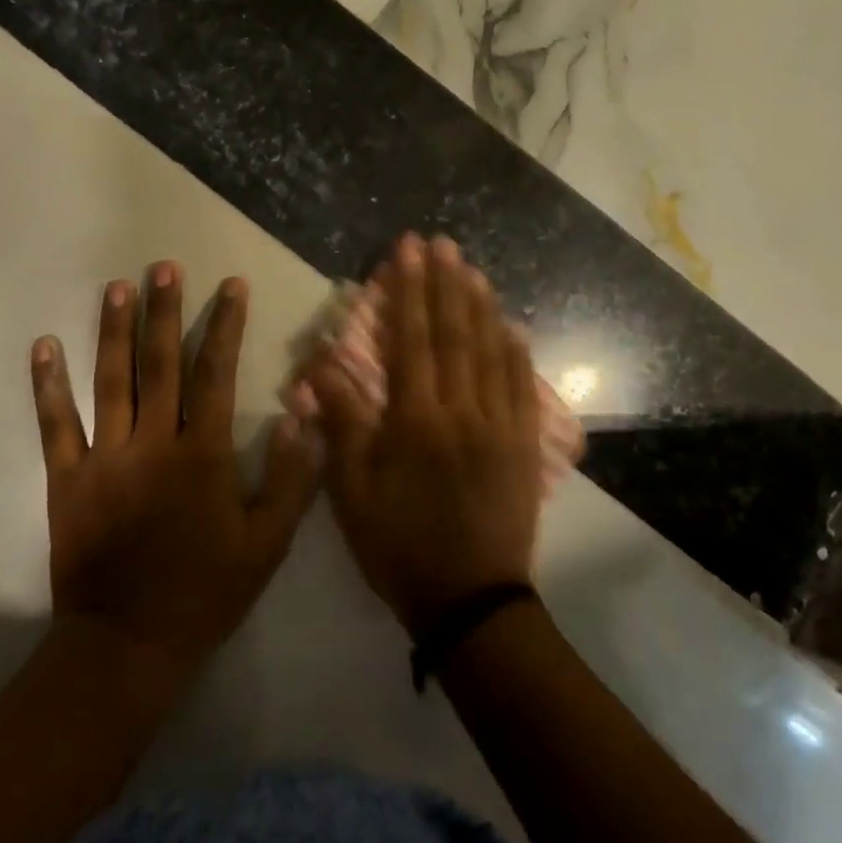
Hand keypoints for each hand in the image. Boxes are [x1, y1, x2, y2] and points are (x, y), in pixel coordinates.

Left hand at [30, 263, 319, 680]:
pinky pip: (55, 424)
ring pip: (110, 382)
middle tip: (165, 266)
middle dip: (166, 311)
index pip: (216, 375)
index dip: (226, 327)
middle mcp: (153, 443)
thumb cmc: (206, 592)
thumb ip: (291, 476)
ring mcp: (105, 458)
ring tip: (117, 287)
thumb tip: (303, 412)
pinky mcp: (67, 479)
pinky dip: (48, 384)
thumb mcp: (267, 543)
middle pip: (160, 365)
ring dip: (114, 331)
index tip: (230, 286)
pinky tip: (44, 345)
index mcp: (203, 455)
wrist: (128, 645)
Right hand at [306, 236, 542, 634]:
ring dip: (480, 305)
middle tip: (441, 242)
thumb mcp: (352, 493)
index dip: (407, 290)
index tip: (406, 250)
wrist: (470, 600)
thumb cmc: (399, 546)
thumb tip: (319, 365)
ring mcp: (499, 425)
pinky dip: (515, 350)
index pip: (410, 339)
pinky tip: (511, 325)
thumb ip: (341, 423)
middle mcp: (461, 410)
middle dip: (444, 283)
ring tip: (471, 267)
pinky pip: (521, 386)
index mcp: (415, 419)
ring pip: (490, 351)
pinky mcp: (522, 445)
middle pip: (453, 334)